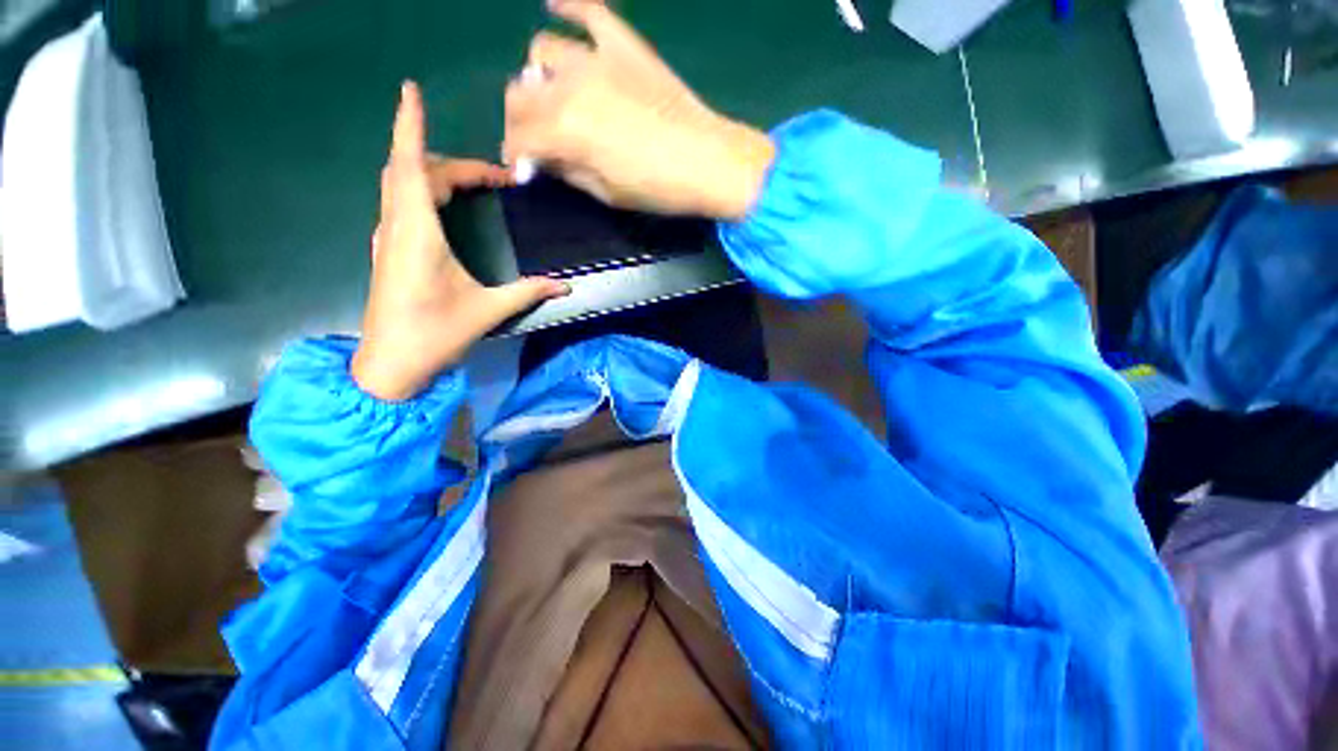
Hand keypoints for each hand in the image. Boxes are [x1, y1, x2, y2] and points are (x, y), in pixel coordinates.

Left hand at [351, 81, 569, 401]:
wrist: (390, 363)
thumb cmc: (435, 333)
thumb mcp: (488, 311)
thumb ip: (529, 292)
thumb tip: (566, 286)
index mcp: (418, 232)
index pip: (411, 165)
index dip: (409, 124)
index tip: (412, 90)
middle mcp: (398, 225)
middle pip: (412, 170)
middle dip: (450, 161)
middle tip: (492, 176)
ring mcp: (389, 237)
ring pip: (402, 184)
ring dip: (433, 172)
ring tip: (471, 182)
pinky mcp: (389, 250)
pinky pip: (401, 203)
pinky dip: (421, 189)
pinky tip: (442, 205)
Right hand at [503, 0, 774, 218]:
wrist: (709, 162)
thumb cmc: (657, 188)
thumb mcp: (607, 193)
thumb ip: (570, 172)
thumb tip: (548, 160)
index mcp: (565, 130)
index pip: (520, 138)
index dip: (516, 157)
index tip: (522, 169)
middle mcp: (570, 85)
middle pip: (520, 94)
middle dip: (520, 122)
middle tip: (535, 140)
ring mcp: (597, 57)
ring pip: (543, 52)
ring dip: (539, 78)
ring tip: (555, 96)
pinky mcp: (624, 44)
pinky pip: (588, 9)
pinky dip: (569, 5)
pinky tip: (555, 4)